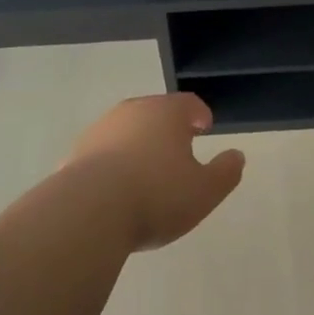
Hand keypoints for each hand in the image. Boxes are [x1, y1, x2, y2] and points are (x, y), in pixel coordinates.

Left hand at [65, 93, 245, 251]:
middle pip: (155, 112)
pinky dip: (113, 163)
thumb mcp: (204, 191)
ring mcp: (100, 130)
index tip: (204, 126)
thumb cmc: (156, 195)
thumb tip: (237, 156)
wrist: (89, 211)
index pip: (188, 103)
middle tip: (178, 147)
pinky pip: (103, 153)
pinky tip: (117, 187)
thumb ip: (225, 172)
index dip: (199, 114)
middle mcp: (132, 111)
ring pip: (127, 130)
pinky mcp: (76, 153)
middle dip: (168, 127)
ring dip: (139, 143)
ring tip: (147, 170)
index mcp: (166, 113)